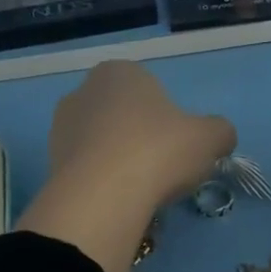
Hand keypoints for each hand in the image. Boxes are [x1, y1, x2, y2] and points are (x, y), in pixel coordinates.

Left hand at [47, 61, 236, 210]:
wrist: (101, 195)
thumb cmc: (158, 151)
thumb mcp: (208, 138)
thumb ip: (220, 132)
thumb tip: (221, 138)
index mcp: (120, 71)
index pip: (151, 91)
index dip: (169, 121)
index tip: (178, 148)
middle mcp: (84, 90)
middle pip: (124, 116)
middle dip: (141, 140)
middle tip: (161, 170)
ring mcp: (61, 126)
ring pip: (103, 143)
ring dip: (120, 161)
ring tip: (139, 190)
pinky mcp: (49, 161)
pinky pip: (86, 169)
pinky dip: (102, 182)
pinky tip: (117, 200)